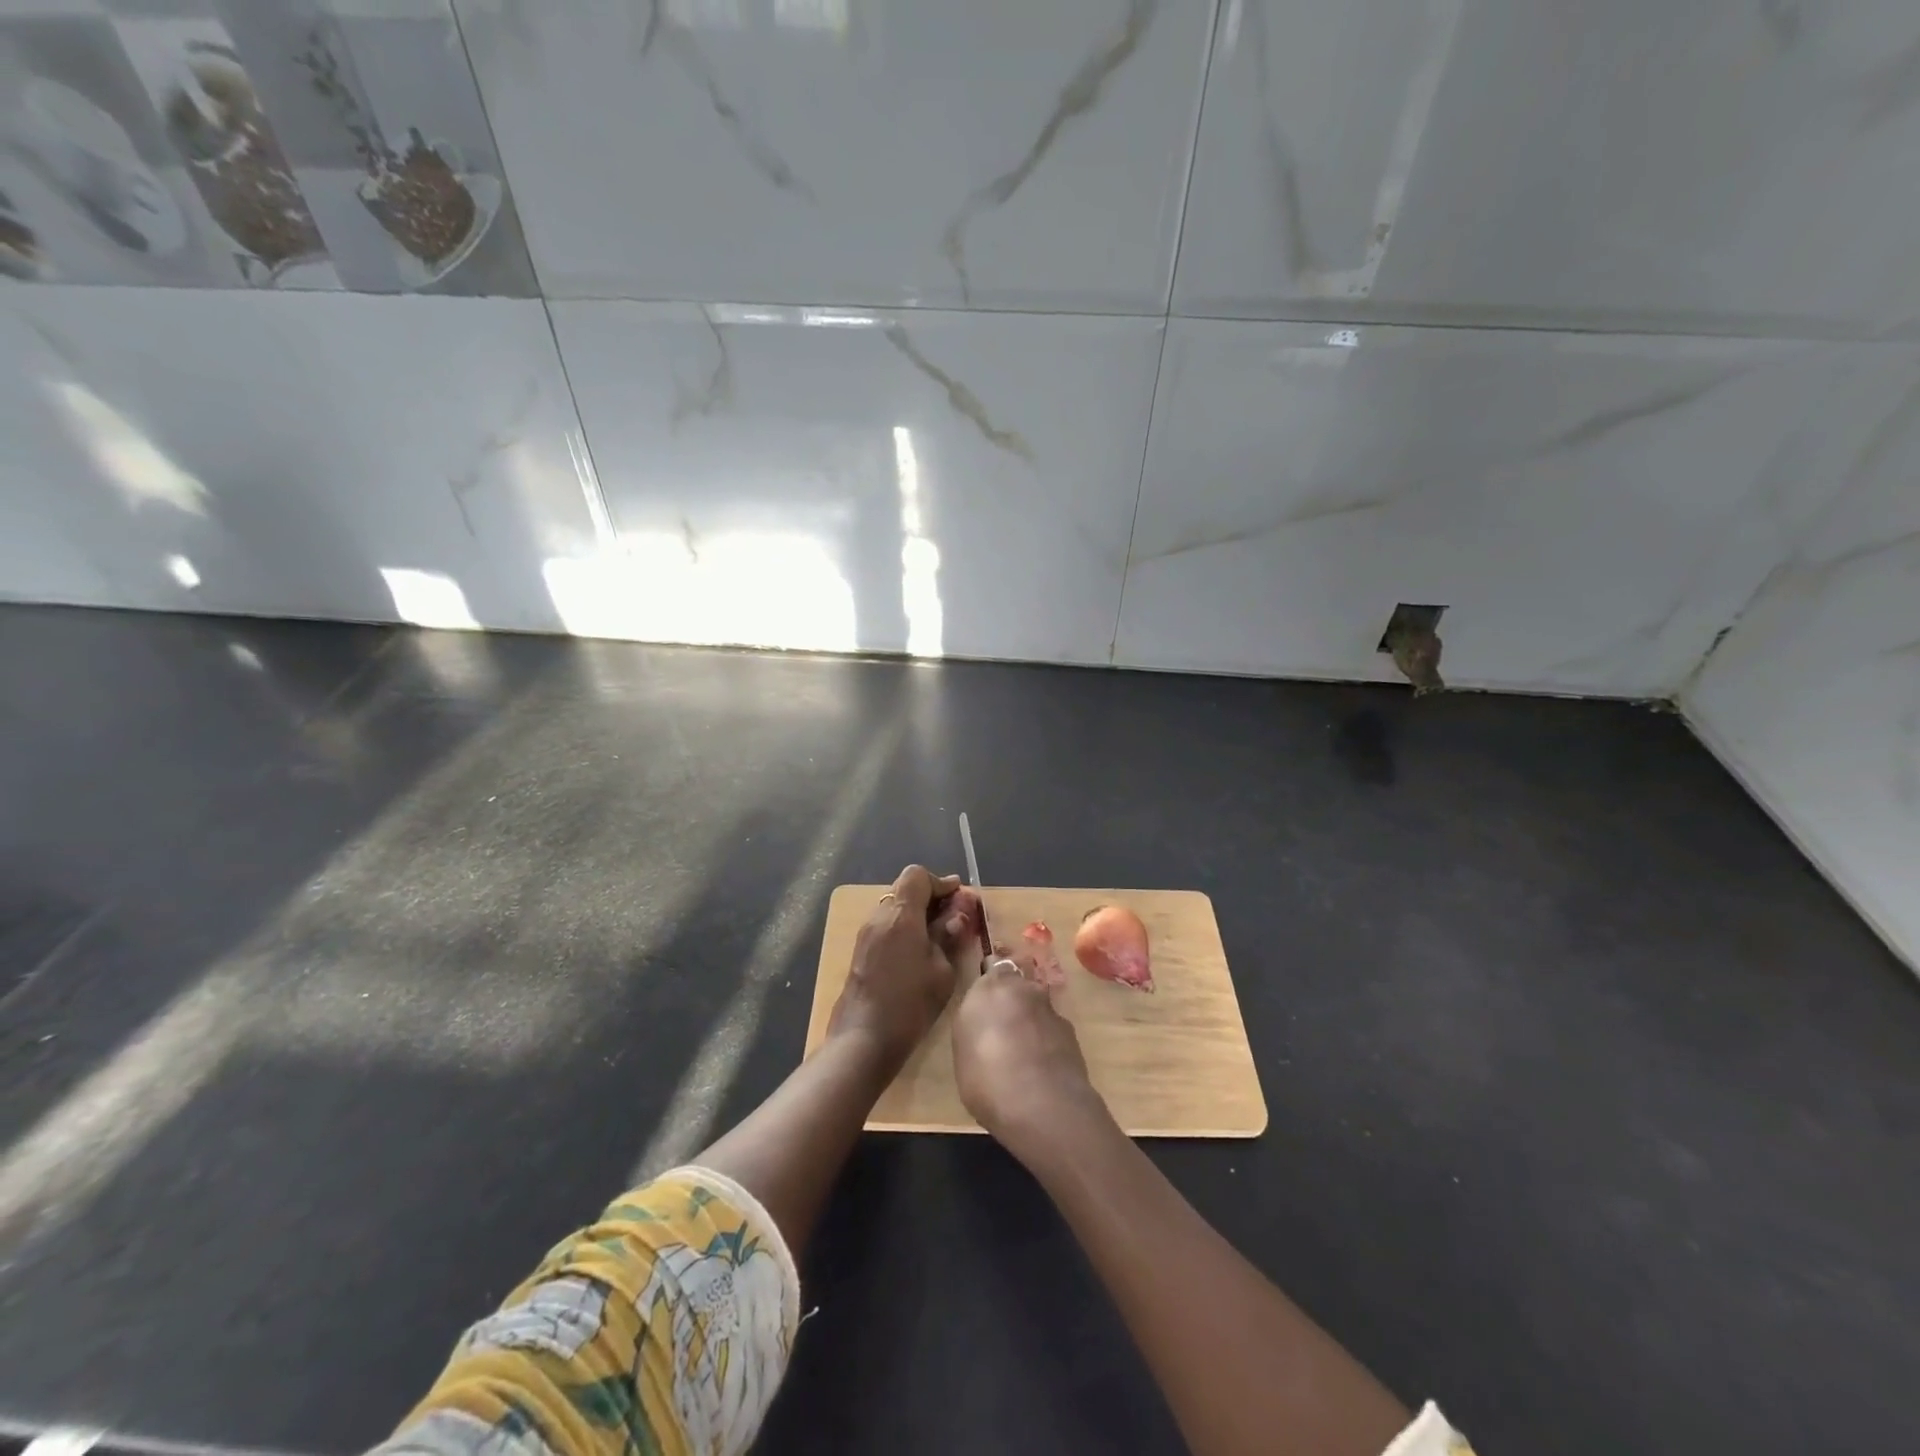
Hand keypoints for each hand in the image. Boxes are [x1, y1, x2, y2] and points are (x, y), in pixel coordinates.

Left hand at [828, 864, 977, 1067]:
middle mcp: (879, 917)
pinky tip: (920, 951)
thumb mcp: (941, 970)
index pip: (917, 876)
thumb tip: (957, 914)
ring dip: (917, 913)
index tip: (959, 897)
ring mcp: (866, 935)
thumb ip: (949, 936)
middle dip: (931, 897)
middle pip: (904, 890)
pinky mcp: (860, 953)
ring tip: (940, 935)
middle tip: (954, 916)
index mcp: (901, 915)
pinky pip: (886, 926)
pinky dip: (905, 928)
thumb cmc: (910, 1004)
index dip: (940, 882)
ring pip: (894, 908)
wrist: (864, 1039)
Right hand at [953, 954, 1103, 1157]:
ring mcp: (1051, 1010)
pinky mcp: (1071, 1034)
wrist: (1040, 1104)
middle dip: (1014, 996)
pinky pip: (1053, 1030)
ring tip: (1023, 1052)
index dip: (993, 978)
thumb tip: (987, 1021)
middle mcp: (1023, 988)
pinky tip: (1041, 1067)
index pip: (994, 965)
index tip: (988, 995)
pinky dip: (1047, 1041)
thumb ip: (976, 1023)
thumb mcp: (964, 1049)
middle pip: (1020, 982)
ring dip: (1032, 1020)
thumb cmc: (986, 1076)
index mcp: (990, 986)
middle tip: (1004, 1025)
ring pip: (1038, 1006)